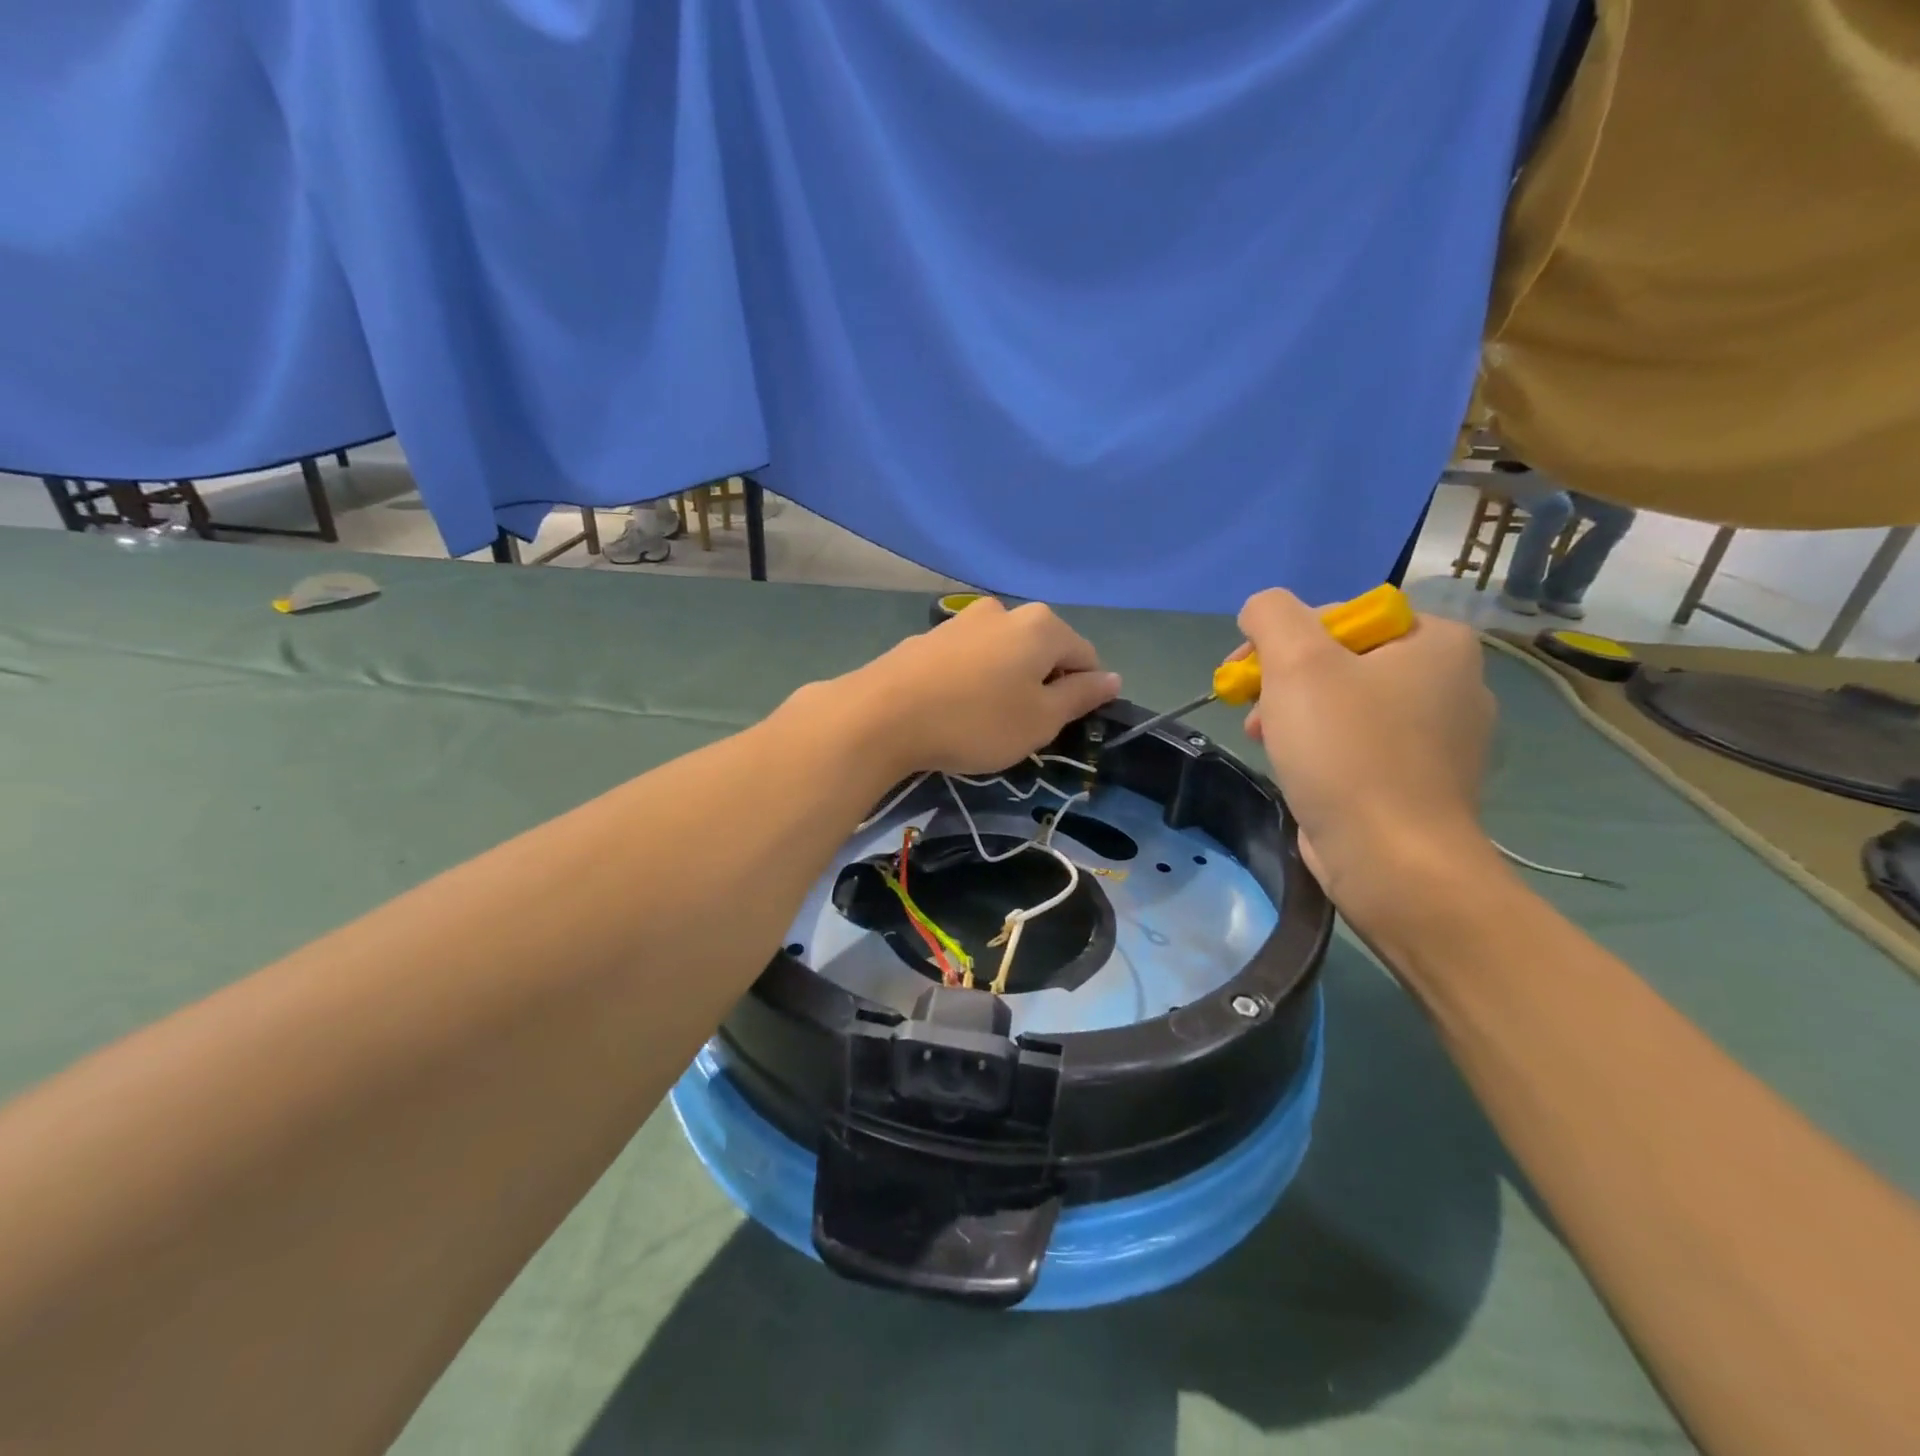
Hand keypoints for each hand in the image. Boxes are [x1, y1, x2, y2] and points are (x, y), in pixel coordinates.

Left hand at [836, 598, 1120, 776]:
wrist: (883, 714)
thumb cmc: (976, 722)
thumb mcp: (1040, 720)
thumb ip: (1080, 696)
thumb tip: (1112, 678)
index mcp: (1041, 626)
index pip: (1085, 656)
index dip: (1082, 693)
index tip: (1058, 726)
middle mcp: (1004, 611)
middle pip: (1042, 650)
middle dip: (1041, 685)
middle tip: (1021, 727)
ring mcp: (962, 620)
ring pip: (1004, 654)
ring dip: (1005, 682)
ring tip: (983, 719)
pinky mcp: (929, 636)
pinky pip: (969, 658)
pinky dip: (972, 680)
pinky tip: (953, 707)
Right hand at [1237, 589, 1494, 932]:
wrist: (1392, 861)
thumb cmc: (1347, 751)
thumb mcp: (1297, 662)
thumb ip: (1272, 615)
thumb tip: (1262, 610)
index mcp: (1439, 642)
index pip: (1344, 614)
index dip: (1285, 638)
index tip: (1247, 673)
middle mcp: (1454, 682)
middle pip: (1344, 659)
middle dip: (1285, 680)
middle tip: (1250, 709)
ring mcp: (1443, 737)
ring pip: (1349, 704)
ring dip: (1296, 714)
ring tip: (1264, 741)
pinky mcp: (1423, 781)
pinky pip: (1362, 744)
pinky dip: (1324, 748)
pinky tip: (1299, 770)